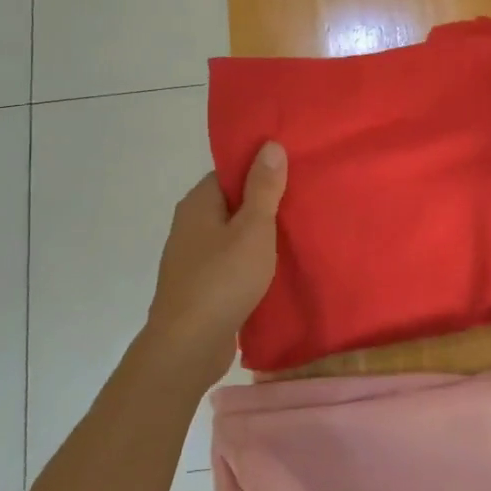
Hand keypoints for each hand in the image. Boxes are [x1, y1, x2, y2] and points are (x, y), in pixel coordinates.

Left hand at [144, 142, 286, 385]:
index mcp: (198, 204)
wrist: (188, 345)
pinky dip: (250, 262)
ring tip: (295, 234)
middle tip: (301, 202)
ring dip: (257, 236)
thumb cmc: (223, 279)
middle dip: (263, 204)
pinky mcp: (200, 287)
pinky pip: (229, 263)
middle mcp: (189, 226)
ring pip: (231, 236)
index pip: (229, 172)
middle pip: (231, 203)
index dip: (258, 169)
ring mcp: (192, 258)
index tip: (291, 172)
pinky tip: (275, 269)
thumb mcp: (253, 228)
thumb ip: (263, 188)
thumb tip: (269, 145)